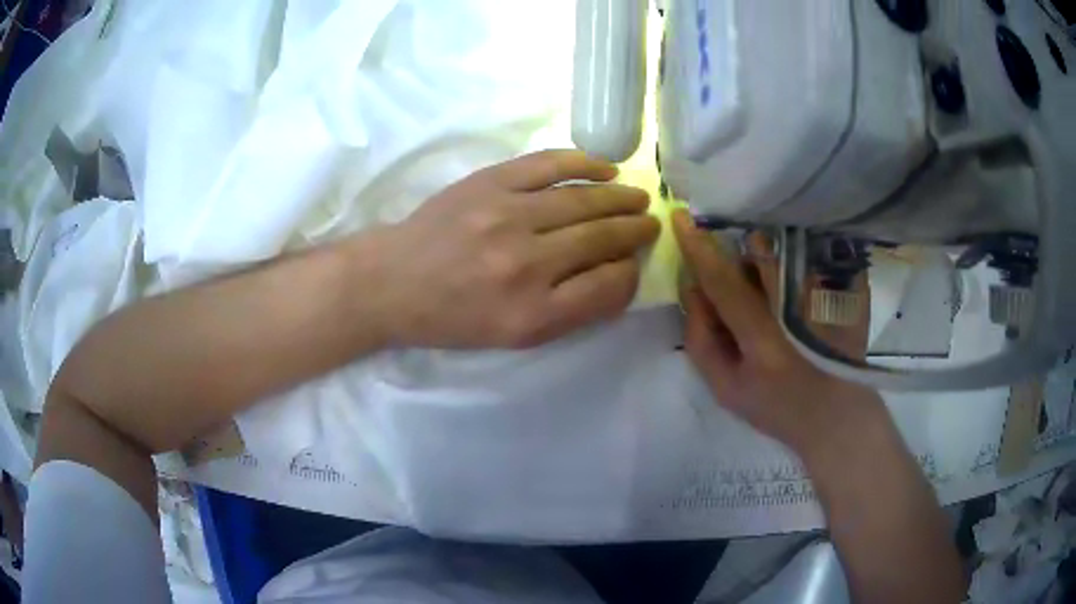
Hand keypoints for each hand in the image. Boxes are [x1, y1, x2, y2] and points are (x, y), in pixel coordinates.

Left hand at [372, 150, 659, 348]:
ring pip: (584, 201)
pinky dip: (584, 164)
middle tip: (651, 223)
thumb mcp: (513, 337)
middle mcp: (525, 264)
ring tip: (639, 197)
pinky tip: (607, 169)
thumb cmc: (453, 317)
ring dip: (620, 198)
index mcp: (533, 315)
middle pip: (601, 239)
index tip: (632, 263)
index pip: (609, 287)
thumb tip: (617, 272)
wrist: (393, 282)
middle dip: (635, 230)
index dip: (630, 273)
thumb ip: (571, 310)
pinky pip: (550, 165)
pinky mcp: (490, 183)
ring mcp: (507, 216)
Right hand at [672, 211, 883, 457]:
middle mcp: (798, 308)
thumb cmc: (780, 409)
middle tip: (744, 305)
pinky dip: (788, 268)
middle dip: (737, 263)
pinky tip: (797, 305)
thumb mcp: (727, 390)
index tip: (680, 216)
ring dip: (763, 264)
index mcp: (765, 339)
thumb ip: (701, 339)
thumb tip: (692, 288)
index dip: (698, 248)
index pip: (724, 281)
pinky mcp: (845, 287)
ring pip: (780, 253)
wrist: (839, 414)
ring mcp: (827, 294)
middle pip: (755, 255)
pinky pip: (804, 258)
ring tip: (774, 308)